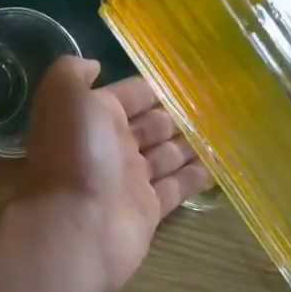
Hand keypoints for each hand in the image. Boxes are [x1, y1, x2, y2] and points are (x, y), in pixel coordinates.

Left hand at [15, 57, 210, 291]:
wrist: (75, 226)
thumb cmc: (75, 154)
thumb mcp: (65, 97)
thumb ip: (73, 72)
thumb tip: (94, 66)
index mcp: (93, 117)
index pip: (130, 95)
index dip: (154, 88)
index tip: (189, 78)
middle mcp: (112, 146)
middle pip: (151, 125)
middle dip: (177, 115)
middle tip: (217, 105)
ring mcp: (130, 179)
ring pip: (166, 155)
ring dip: (190, 143)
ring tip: (226, 130)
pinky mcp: (148, 210)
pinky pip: (176, 187)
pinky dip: (195, 176)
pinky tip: (220, 164)